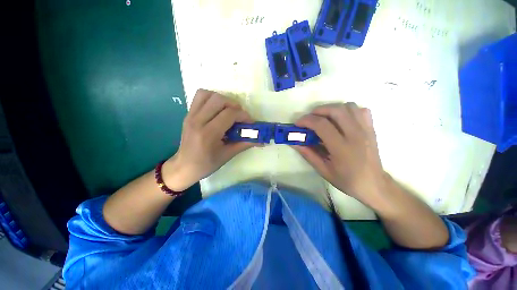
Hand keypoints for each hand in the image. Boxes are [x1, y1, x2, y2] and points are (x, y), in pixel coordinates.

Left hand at [163, 89, 254, 190]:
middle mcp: (198, 121)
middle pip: (219, 100)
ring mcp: (191, 115)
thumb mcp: (227, 155)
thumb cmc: (206, 164)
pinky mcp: (188, 114)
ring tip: (229, 111)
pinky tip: (218, 110)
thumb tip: (261, 139)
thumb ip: (245, 144)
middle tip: (240, 117)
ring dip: (223, 99)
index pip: (229, 114)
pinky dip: (212, 98)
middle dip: (235, 106)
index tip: (250, 123)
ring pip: (208, 94)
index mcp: (208, 134)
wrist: (183, 167)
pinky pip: (200, 97)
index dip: (244, 116)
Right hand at [292, 103, 386, 204]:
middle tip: (309, 119)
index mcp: (341, 148)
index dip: (306, 120)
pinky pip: (360, 110)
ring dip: (332, 109)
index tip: (297, 124)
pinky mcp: (371, 128)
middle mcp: (355, 135)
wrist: (373, 185)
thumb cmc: (347, 180)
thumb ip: (308, 154)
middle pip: (335, 110)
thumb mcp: (323, 170)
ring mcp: (365, 130)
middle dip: (318, 111)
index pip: (321, 125)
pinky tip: (341, 120)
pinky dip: (348, 110)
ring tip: (324, 119)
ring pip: (348, 106)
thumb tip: (294, 142)